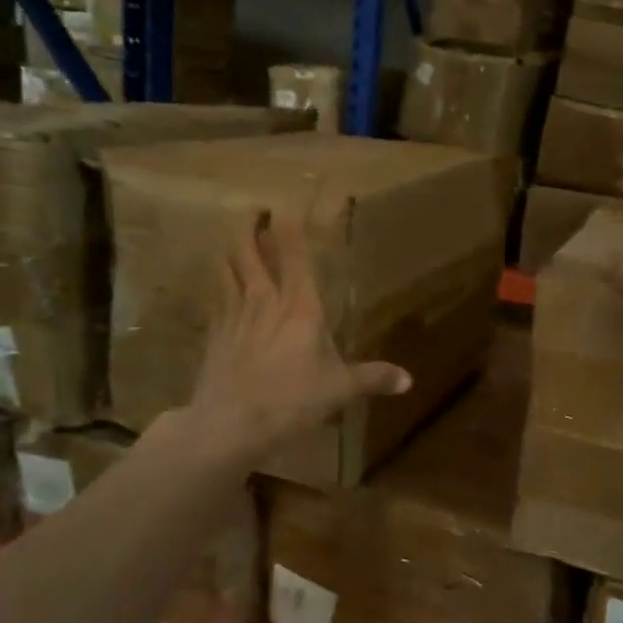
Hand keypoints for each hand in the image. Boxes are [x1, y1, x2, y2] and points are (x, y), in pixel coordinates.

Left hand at [184, 212, 410, 461]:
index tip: (290, 197)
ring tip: (235, 239)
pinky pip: (215, 297)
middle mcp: (263, 298)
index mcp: (299, 304)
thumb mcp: (339, 390)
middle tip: (257, 211)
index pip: (293, 248)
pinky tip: (223, 289)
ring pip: (225, 266)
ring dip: (229, 248)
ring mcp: (233, 313)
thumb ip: (373, 378)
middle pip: (246, 247)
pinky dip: (219, 285)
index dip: (290, 217)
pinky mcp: (214, 334)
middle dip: (250, 223)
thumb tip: (408, 380)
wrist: (229, 425)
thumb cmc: (291, 400)